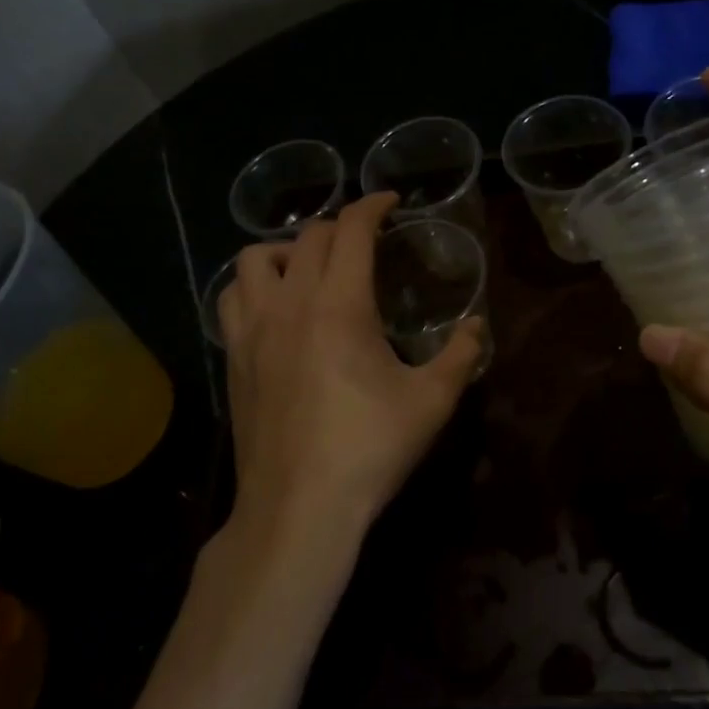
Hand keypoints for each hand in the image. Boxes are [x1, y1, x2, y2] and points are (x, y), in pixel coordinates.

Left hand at [218, 193, 484, 545]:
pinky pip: (231, 297)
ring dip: (287, 249)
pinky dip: (252, 284)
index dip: (373, 205)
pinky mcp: (233, 356)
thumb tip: (477, 326)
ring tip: (309, 268)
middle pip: (308, 237)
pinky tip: (274, 307)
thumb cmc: (369, 449)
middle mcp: (291, 302)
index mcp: (340, 304)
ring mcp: (254, 329)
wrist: (299, 507)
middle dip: (340, 227)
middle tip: (364, 243)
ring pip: (255, 258)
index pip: (352, 230)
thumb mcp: (431, 402)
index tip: (390, 202)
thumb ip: (460, 355)